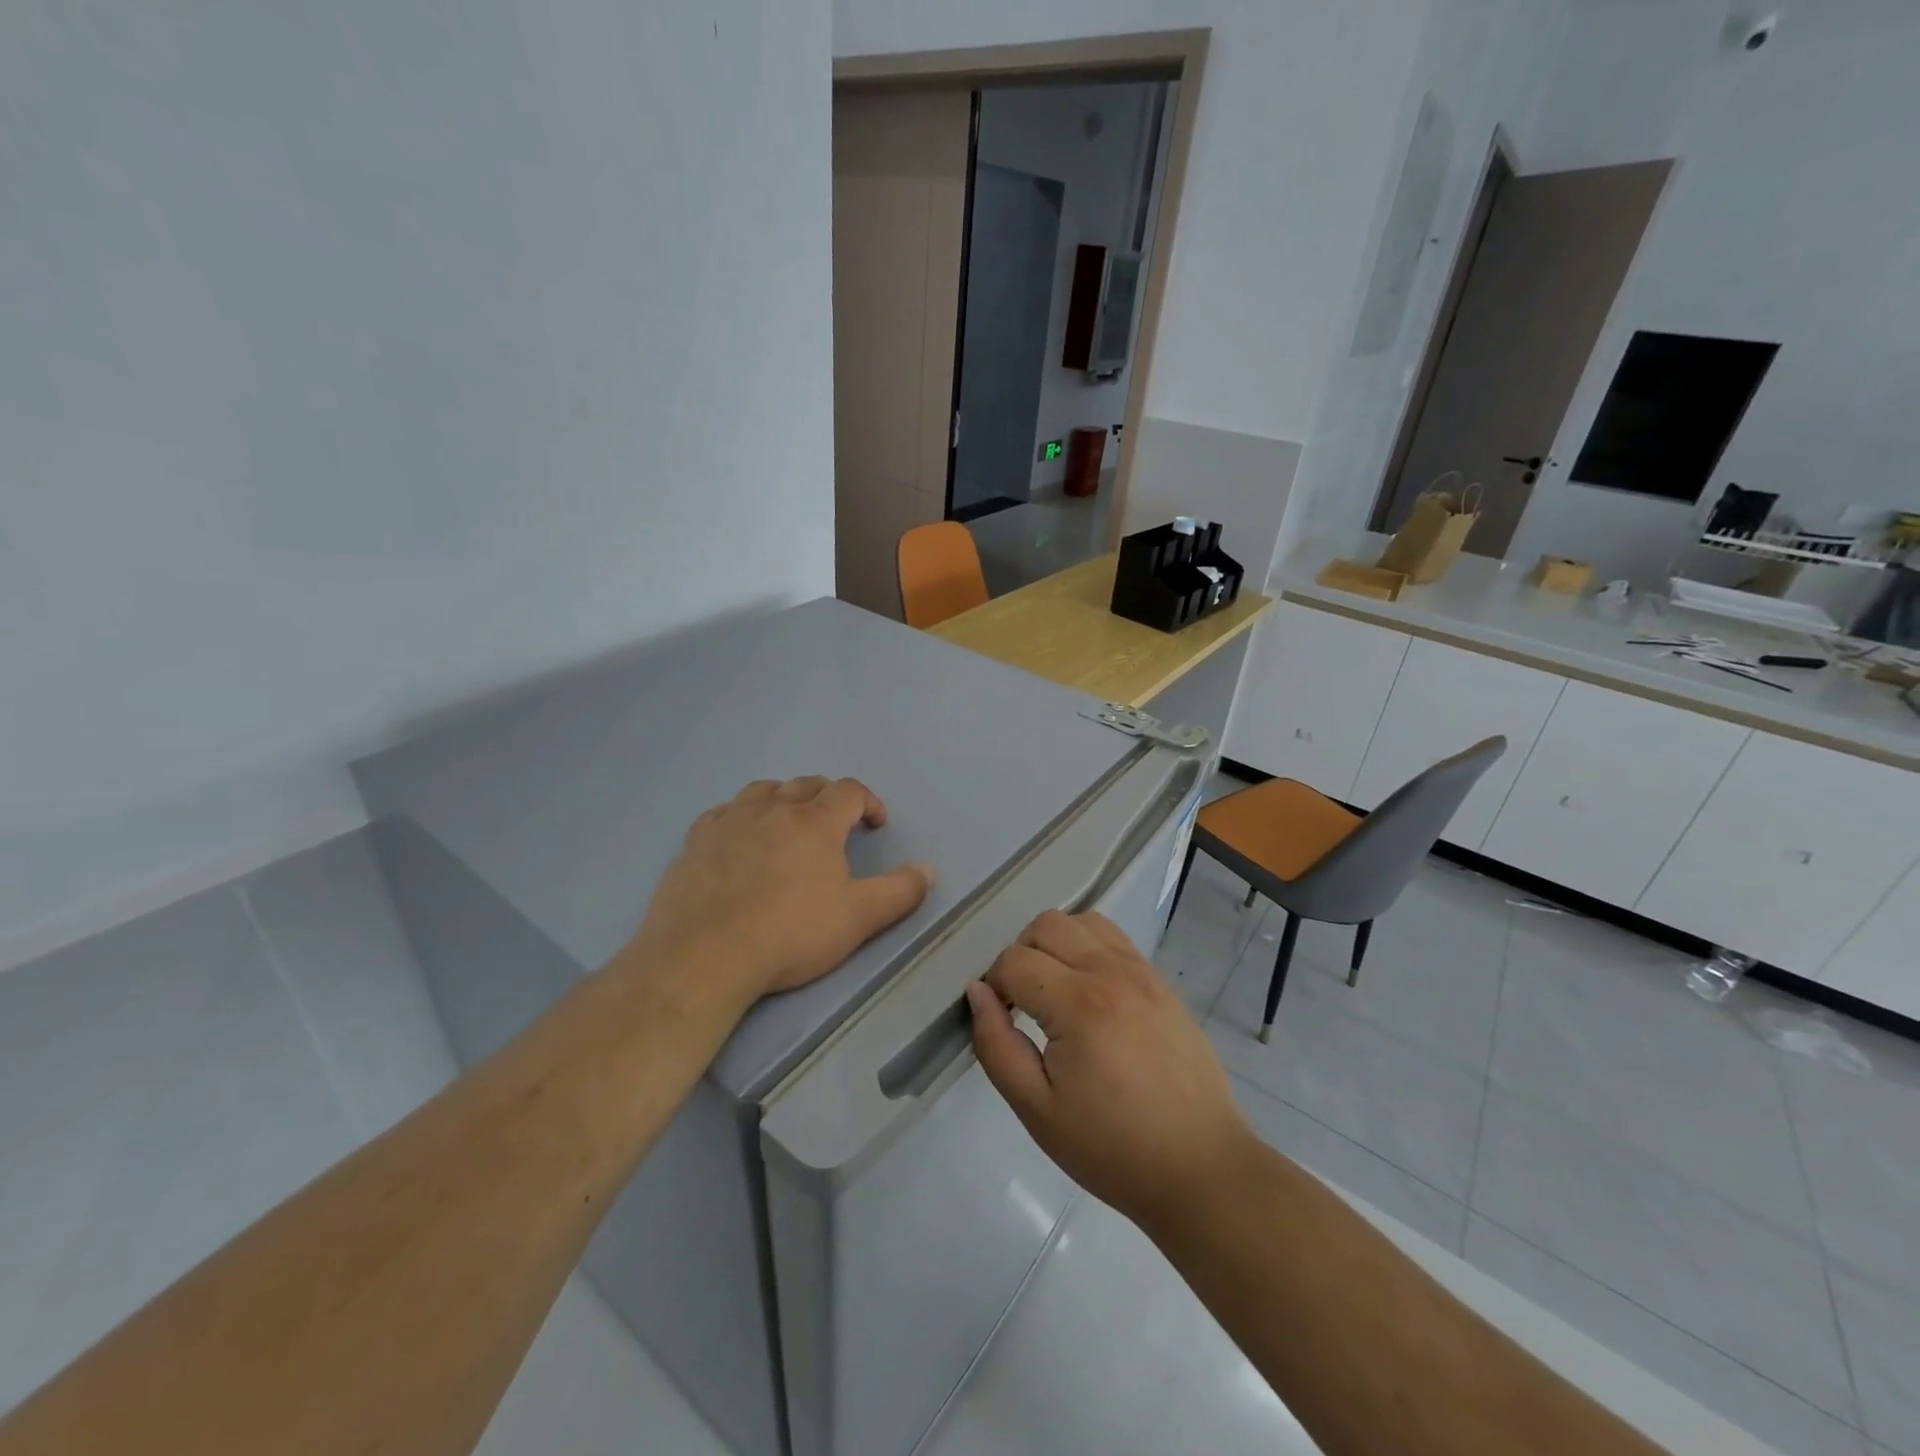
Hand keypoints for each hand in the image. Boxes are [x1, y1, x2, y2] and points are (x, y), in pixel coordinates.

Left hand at [631, 777, 933, 1001]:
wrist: (705, 956)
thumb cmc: (790, 934)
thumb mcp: (859, 917)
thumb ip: (900, 891)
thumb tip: (928, 869)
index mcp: (816, 821)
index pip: (849, 791)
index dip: (868, 802)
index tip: (875, 824)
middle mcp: (774, 809)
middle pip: (807, 785)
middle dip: (829, 797)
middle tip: (837, 823)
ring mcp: (731, 821)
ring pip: (763, 791)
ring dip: (784, 798)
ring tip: (789, 821)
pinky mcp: (696, 840)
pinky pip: (723, 811)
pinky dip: (740, 815)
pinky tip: (740, 835)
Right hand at [966, 910, 1257, 1233]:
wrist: (1200, 1167)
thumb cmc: (1112, 1148)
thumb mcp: (1037, 1110)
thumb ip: (996, 1045)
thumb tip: (978, 992)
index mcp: (1078, 1004)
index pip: (1014, 961)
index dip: (994, 986)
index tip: (1001, 1021)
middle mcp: (1110, 972)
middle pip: (1046, 925)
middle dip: (1020, 955)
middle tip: (1023, 1003)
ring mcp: (1141, 972)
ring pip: (1082, 920)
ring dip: (1056, 943)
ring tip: (1055, 990)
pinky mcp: (1160, 981)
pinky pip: (1114, 938)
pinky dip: (1089, 947)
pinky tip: (1089, 992)